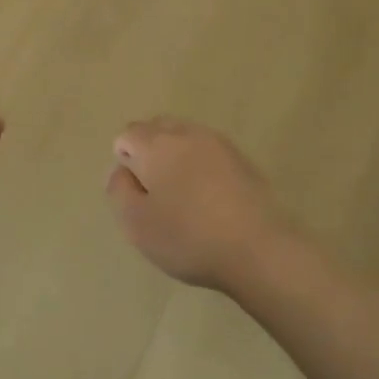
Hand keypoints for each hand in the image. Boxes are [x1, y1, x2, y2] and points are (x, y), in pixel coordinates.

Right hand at [106, 117, 294, 291]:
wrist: (260, 249)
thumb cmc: (189, 237)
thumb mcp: (136, 223)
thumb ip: (118, 190)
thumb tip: (121, 171)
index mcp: (155, 144)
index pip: (126, 135)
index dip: (125, 163)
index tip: (137, 196)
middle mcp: (185, 133)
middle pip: (156, 128)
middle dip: (149, 151)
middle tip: (155, 192)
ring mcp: (218, 143)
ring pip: (184, 136)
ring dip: (176, 156)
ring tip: (183, 194)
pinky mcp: (242, 159)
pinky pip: (209, 151)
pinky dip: (201, 165)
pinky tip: (209, 197)